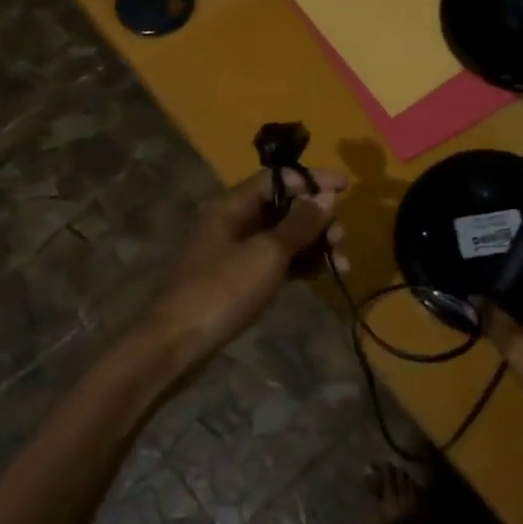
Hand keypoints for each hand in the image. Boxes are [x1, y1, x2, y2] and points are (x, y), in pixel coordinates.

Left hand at [140, 168, 347, 369]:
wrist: (176, 345)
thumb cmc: (222, 291)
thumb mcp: (267, 254)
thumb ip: (300, 223)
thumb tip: (327, 194)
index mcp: (232, 205)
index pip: (278, 178)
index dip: (312, 180)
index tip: (346, 187)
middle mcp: (233, 221)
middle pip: (283, 207)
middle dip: (317, 218)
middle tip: (341, 239)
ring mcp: (235, 252)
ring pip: (283, 236)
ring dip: (314, 244)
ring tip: (342, 264)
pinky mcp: (239, 279)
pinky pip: (276, 261)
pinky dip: (300, 264)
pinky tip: (324, 275)